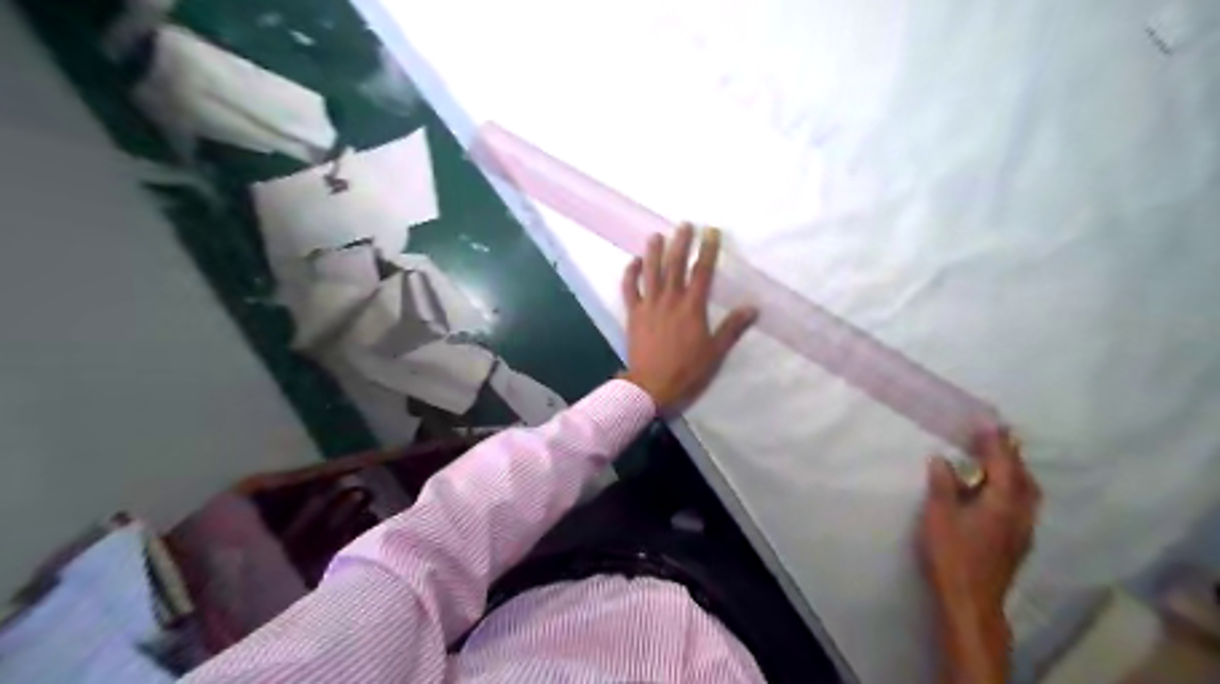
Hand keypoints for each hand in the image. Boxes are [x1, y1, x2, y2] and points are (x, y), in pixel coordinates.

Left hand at [623, 224, 759, 412]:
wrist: (651, 386)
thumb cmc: (687, 371)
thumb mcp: (716, 351)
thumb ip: (732, 327)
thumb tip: (753, 307)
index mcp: (692, 307)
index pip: (702, 272)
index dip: (708, 250)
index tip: (711, 232)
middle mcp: (670, 299)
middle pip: (675, 264)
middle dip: (681, 242)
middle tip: (685, 224)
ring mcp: (649, 305)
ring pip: (651, 272)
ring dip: (654, 251)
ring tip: (657, 235)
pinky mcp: (633, 314)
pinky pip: (629, 289)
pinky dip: (631, 273)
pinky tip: (634, 262)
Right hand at [919, 428, 1042, 683]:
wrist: (972, 600)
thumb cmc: (952, 555)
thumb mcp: (939, 516)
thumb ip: (943, 485)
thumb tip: (943, 459)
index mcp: (1001, 502)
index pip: (1002, 463)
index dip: (994, 441)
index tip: (988, 419)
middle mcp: (1019, 513)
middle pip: (1022, 476)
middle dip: (1011, 454)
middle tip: (996, 435)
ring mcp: (1022, 529)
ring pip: (1027, 492)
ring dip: (1015, 471)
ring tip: (998, 459)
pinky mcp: (1017, 542)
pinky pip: (1022, 504)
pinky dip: (1013, 487)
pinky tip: (997, 492)